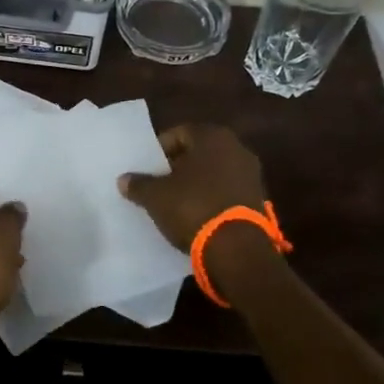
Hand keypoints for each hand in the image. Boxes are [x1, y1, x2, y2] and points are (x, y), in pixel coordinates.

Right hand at [119, 124, 269, 250]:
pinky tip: (196, 215)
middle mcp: (237, 149)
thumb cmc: (192, 207)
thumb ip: (139, 184)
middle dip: (179, 166)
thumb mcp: (156, 196)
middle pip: (199, 153)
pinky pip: (227, 192)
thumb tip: (124, 180)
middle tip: (159, 183)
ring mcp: (252, 175)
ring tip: (175, 201)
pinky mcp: (259, 201)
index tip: (147, 167)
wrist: (237, 249)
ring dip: (197, 184)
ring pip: (215, 173)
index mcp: (212, 137)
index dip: (160, 150)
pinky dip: (212, 199)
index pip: (179, 133)